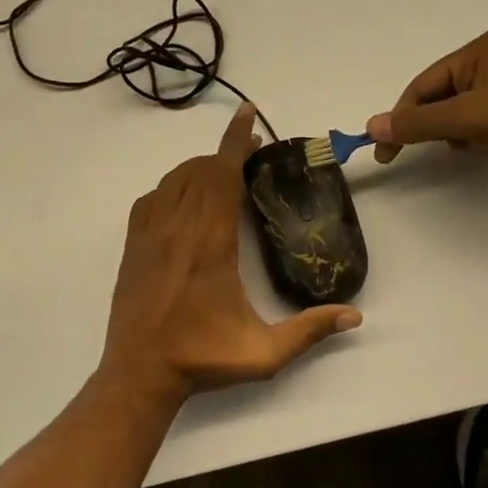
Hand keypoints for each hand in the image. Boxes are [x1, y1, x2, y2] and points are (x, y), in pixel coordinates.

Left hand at [101, 104, 361, 400]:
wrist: (139, 373)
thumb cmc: (202, 359)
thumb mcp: (264, 353)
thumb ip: (310, 331)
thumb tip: (355, 316)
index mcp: (211, 244)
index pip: (223, 175)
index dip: (236, 140)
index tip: (247, 114)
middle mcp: (178, 228)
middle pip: (201, 170)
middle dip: (226, 153)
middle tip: (251, 154)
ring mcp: (150, 235)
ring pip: (174, 180)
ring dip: (199, 167)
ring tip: (222, 173)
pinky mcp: (133, 246)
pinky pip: (150, 199)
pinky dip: (170, 186)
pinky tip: (183, 198)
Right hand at [365, 29, 487, 191]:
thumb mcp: (468, 119)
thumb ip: (417, 123)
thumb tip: (371, 126)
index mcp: (481, 49)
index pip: (423, 84)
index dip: (400, 118)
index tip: (385, 152)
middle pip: (438, 95)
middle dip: (427, 124)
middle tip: (406, 155)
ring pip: (457, 110)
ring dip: (449, 132)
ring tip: (459, 149)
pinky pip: (478, 119)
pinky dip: (470, 135)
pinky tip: (478, 149)